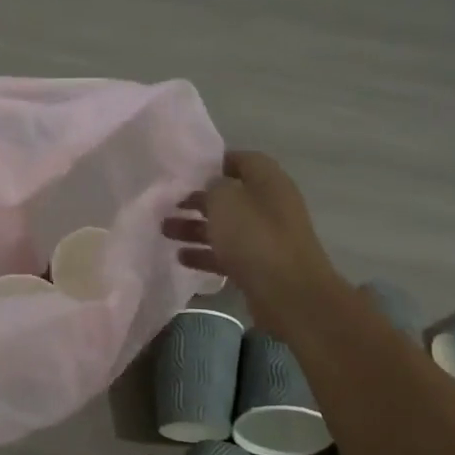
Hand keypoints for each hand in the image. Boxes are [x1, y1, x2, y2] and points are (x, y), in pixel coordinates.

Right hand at [162, 151, 343, 340]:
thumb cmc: (255, 238)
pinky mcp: (259, 266)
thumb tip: (212, 186)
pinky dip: (205, 254)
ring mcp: (266, 238)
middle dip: (198, 200)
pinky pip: (227, 254)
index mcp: (269, 182)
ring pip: (226, 227)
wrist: (289, 294)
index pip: (242, 160)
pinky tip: (180, 258)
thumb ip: (214, 186)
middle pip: (231, 197)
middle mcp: (270, 206)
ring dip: (195, 227)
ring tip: (165, 230)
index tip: (185, 172)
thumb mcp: (226, 201)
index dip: (214, 163)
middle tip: (168, 205)